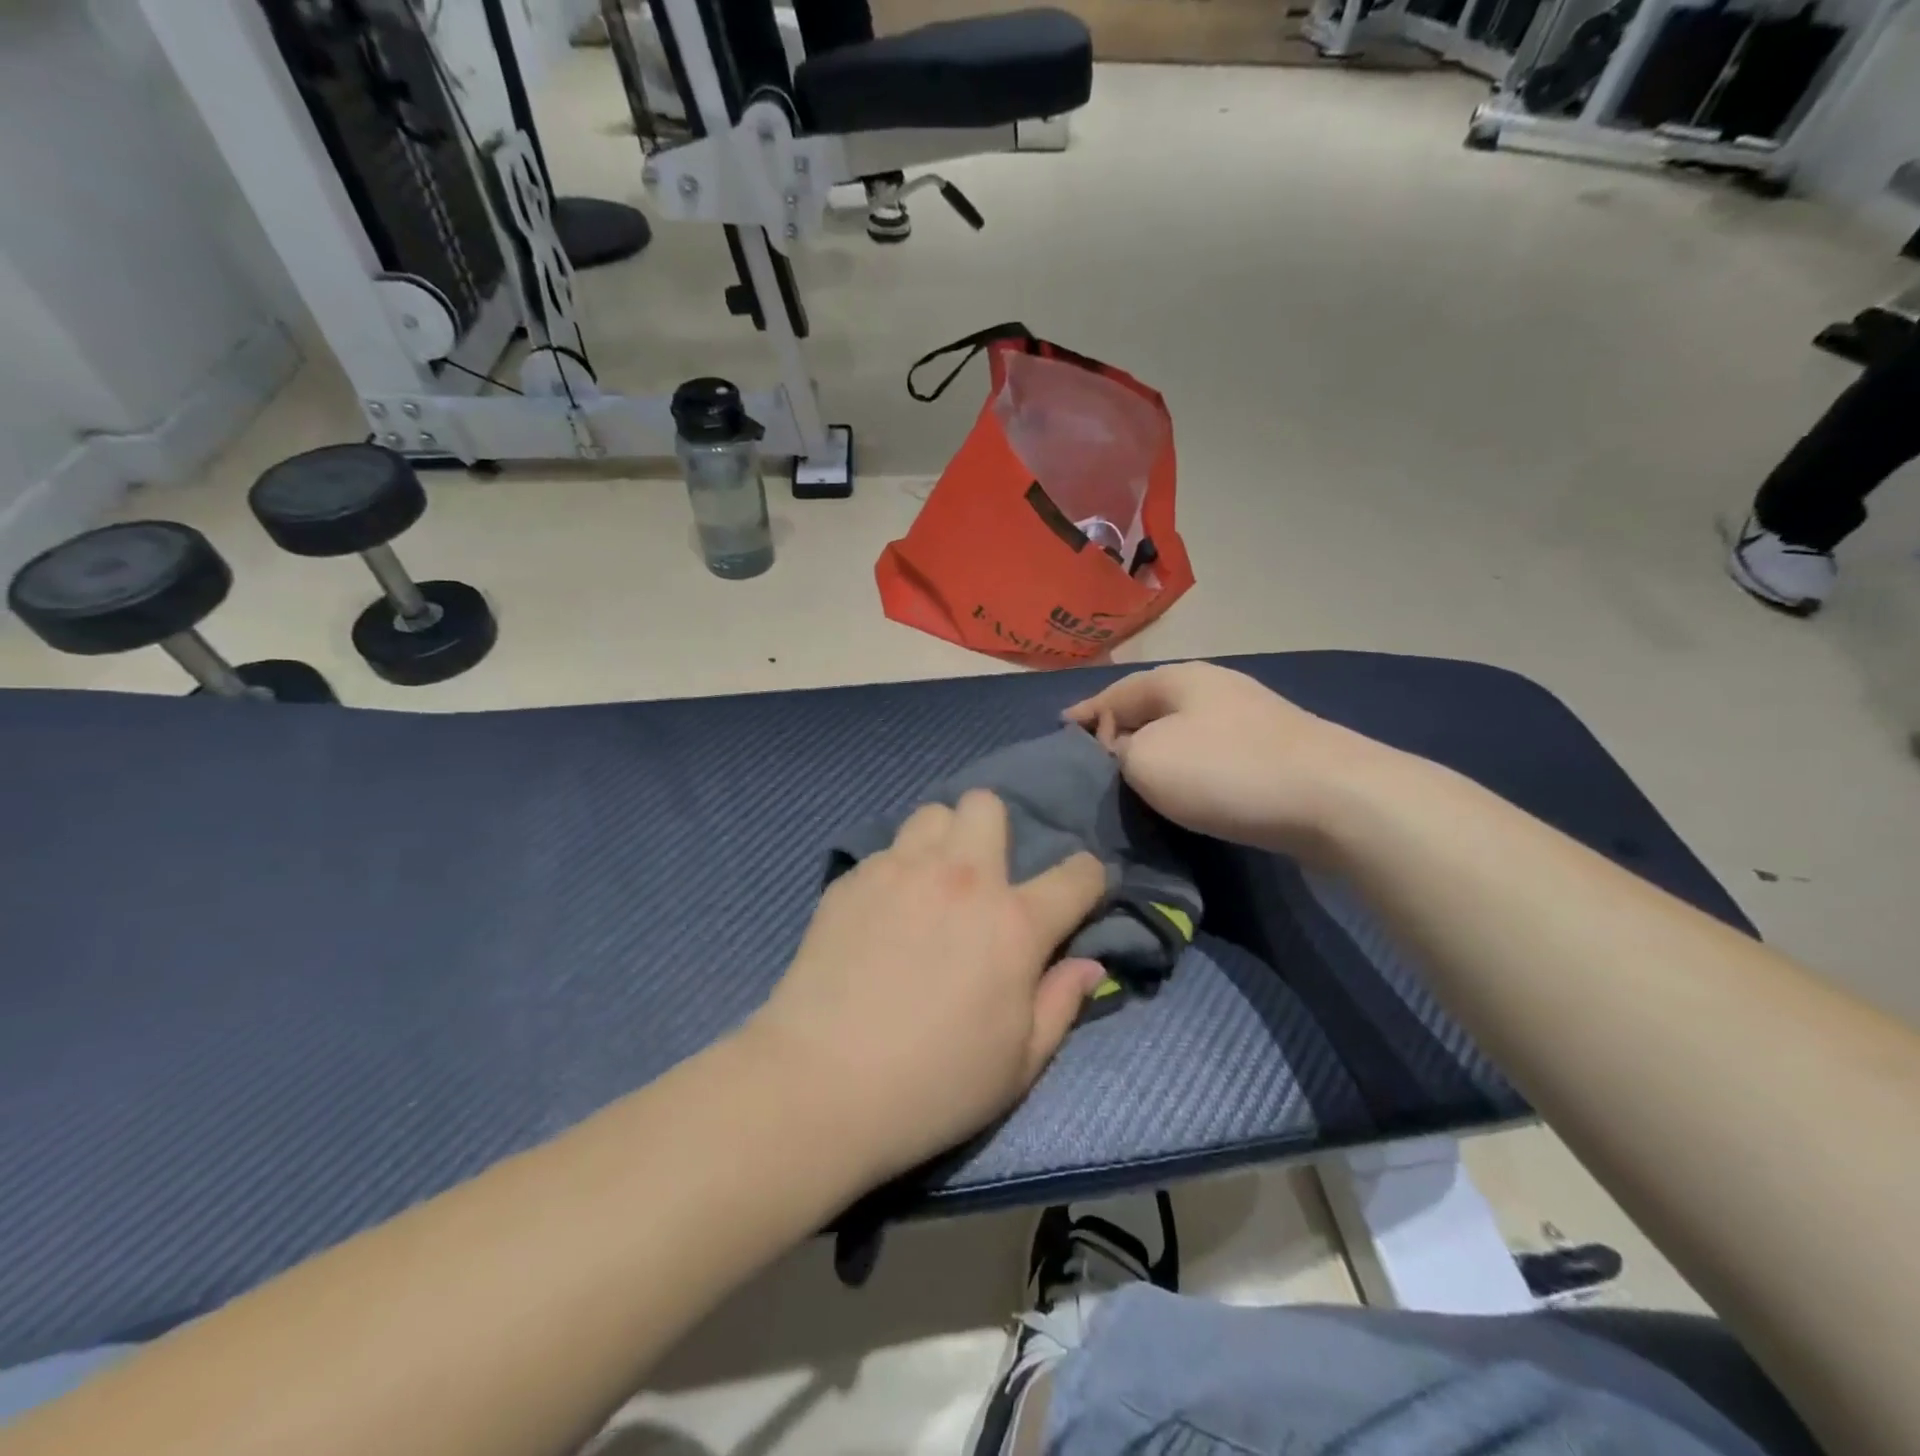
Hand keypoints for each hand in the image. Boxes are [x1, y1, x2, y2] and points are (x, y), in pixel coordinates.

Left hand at [745, 792, 1107, 1184]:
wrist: (820, 1085)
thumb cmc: (934, 1086)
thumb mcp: (1019, 1064)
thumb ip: (1062, 1003)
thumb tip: (1089, 964)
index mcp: (1013, 922)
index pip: (1076, 874)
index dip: (1088, 879)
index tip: (1079, 894)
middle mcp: (960, 878)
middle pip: (987, 805)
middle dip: (996, 831)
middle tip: (984, 880)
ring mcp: (899, 871)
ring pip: (932, 816)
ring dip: (943, 841)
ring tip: (931, 886)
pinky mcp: (851, 879)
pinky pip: (886, 851)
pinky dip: (896, 871)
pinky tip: (882, 916)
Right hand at [1065, 661, 1385, 856]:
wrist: (1333, 799)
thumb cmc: (1225, 771)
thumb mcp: (1146, 760)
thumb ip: (1118, 754)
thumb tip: (1125, 754)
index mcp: (1178, 679)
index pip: (1114, 693)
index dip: (1084, 716)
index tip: (1060, 736)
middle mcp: (1213, 688)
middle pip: (1150, 709)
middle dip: (1118, 733)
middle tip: (1091, 766)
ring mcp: (1249, 718)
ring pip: (1181, 732)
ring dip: (1154, 753)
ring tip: (1129, 781)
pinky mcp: (1274, 752)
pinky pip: (1209, 755)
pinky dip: (1185, 769)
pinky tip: (1180, 791)